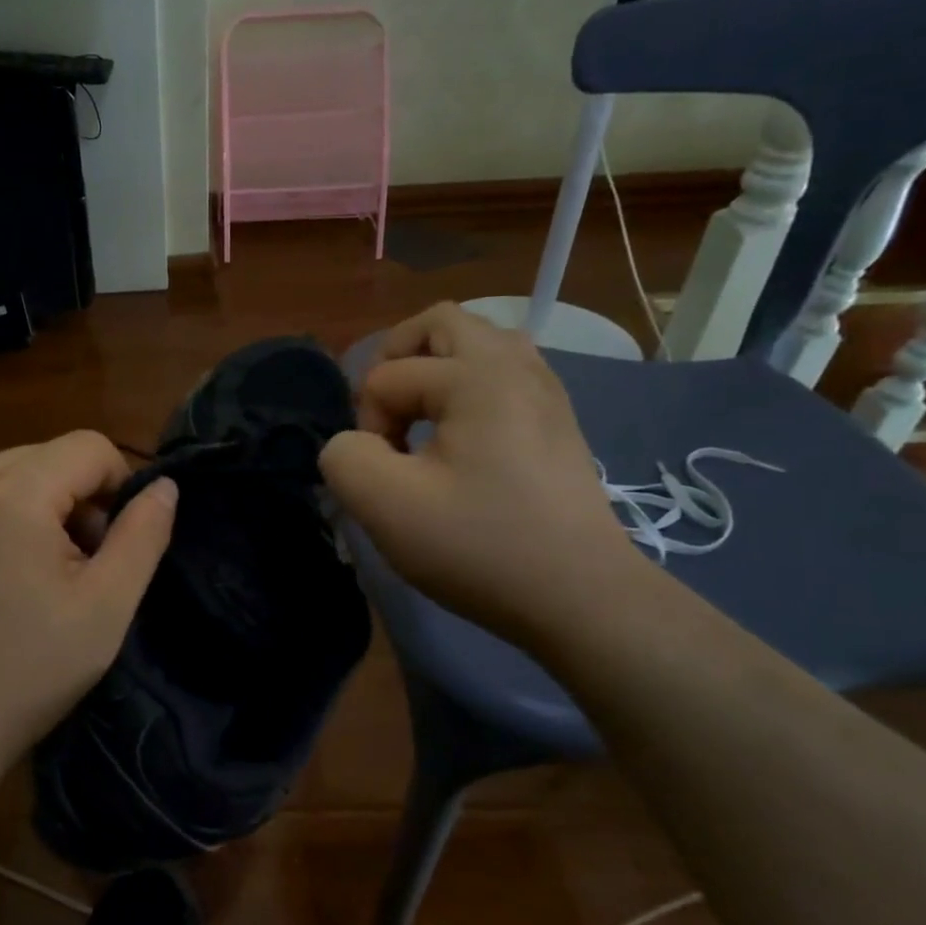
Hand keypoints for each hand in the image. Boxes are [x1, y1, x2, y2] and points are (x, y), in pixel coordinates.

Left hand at [0, 431, 177, 786]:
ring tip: (47, 575)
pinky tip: (7, 579)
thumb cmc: (28, 670)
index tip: (118, 542)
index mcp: (13, 493)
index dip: (120, 483)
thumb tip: (163, 486)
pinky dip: (8, 520)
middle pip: (49, 456)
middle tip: (85, 564)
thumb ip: (143, 535)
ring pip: (14, 475)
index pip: (89, 446)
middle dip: (81, 497)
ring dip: (46, 508)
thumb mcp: (106, 607)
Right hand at [319, 303, 647, 646]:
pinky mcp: (557, 423)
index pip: (387, 376)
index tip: (387, 478)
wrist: (581, 599)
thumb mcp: (385, 505)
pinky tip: (460, 440)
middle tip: (385, 416)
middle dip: (396, 362)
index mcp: (479, 376)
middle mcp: (518, 367)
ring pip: (478, 345)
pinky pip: (503, 375)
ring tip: (420, 421)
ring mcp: (546, 393)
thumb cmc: (481, 546)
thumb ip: (343, 457)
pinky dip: (467, 390)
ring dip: (434, 371)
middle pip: (440, 325)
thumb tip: (355, 445)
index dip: (368, 426)